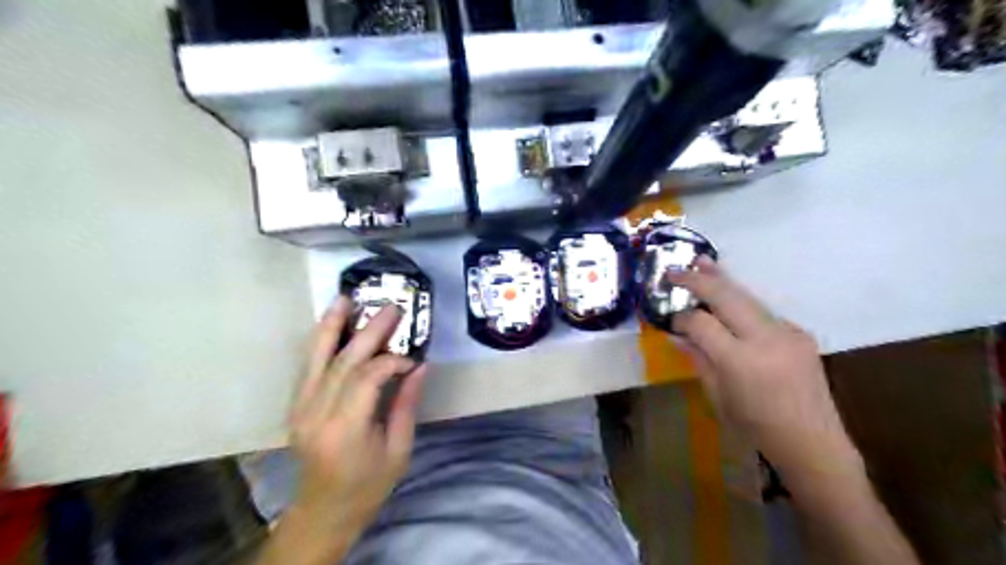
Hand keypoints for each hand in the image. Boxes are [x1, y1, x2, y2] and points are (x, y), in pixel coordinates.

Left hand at [286, 297, 424, 558]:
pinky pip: (308, 367)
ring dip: (332, 326)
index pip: (367, 378)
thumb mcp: (398, 450)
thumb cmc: (367, 486)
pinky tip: (330, 324)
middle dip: (369, 331)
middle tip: (391, 307)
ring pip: (316, 358)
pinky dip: (320, 342)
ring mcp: (300, 408)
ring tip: (346, 299)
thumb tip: (420, 365)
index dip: (392, 361)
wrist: (322, 512)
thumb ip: (407, 404)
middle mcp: (317, 414)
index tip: (412, 357)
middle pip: (343, 362)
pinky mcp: (296, 406)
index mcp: (345, 430)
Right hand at [670, 257, 859, 485]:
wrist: (813, 442)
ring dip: (722, 280)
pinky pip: (763, 312)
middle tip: (676, 270)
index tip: (671, 317)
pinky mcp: (800, 333)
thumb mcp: (717, 396)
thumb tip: (679, 334)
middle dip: (698, 280)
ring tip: (702, 262)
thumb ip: (698, 359)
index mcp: (740, 360)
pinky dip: (742, 304)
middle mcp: (766, 338)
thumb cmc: (755, 426)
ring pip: (747, 296)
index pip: (701, 322)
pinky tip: (730, 304)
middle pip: (726, 296)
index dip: (682, 316)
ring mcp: (787, 332)